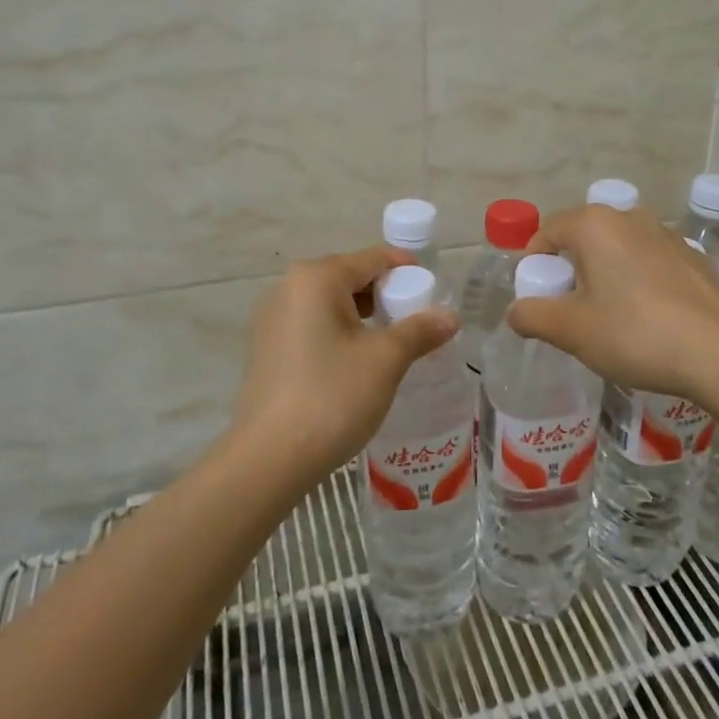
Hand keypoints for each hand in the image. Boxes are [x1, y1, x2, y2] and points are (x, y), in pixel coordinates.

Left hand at [231, 245, 459, 486]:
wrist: (269, 459)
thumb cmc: (332, 397)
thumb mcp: (386, 360)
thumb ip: (420, 330)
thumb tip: (450, 316)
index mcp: (316, 278)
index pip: (373, 258)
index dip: (408, 271)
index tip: (435, 292)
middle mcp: (289, 287)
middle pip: (351, 277)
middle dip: (387, 295)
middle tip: (419, 322)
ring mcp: (272, 318)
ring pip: (331, 303)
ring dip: (364, 316)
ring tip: (394, 343)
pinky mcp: (267, 348)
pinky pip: (313, 325)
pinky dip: (340, 333)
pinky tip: (358, 361)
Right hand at [507, 205, 718, 403]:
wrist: (718, 353)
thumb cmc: (634, 334)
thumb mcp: (571, 330)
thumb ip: (532, 316)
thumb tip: (515, 312)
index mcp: (595, 224)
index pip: (547, 232)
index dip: (534, 264)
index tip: (537, 297)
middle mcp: (630, 217)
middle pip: (583, 238)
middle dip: (571, 269)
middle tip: (570, 310)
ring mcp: (666, 234)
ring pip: (619, 249)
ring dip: (605, 274)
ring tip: (609, 316)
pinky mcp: (693, 257)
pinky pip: (650, 262)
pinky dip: (638, 281)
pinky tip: (648, 317)